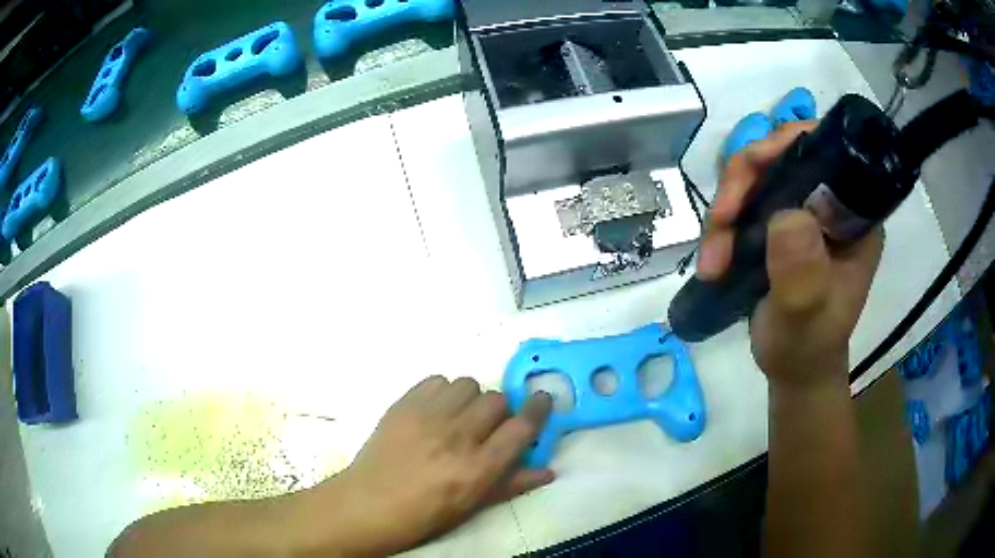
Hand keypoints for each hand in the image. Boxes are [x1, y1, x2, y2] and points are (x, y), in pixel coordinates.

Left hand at [316, 376, 553, 555]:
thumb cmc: (424, 514)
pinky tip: (436, 410)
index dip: (539, 408)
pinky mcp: (404, 404)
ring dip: (471, 399)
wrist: (369, 504)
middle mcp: (457, 436)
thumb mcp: (472, 506)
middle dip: (500, 411)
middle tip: (487, 427)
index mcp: (478, 467)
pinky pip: (437, 380)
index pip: (522, 426)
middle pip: (497, 400)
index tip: (542, 400)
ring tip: (459, 416)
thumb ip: (512, 484)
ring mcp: (428, 416)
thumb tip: (548, 470)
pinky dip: (444, 391)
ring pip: (468, 384)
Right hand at [697, 122, 883, 385]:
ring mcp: (804, 211)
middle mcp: (832, 202)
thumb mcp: (805, 316)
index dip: (787, 144)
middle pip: (783, 155)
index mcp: (855, 215)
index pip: (826, 150)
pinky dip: (723, 225)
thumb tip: (786, 215)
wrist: (795, 370)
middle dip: (744, 181)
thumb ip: (802, 272)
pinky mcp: (780, 223)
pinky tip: (712, 259)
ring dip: (727, 210)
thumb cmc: (807, 347)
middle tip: (720, 221)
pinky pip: (746, 201)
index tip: (752, 170)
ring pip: (758, 176)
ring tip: (712, 259)